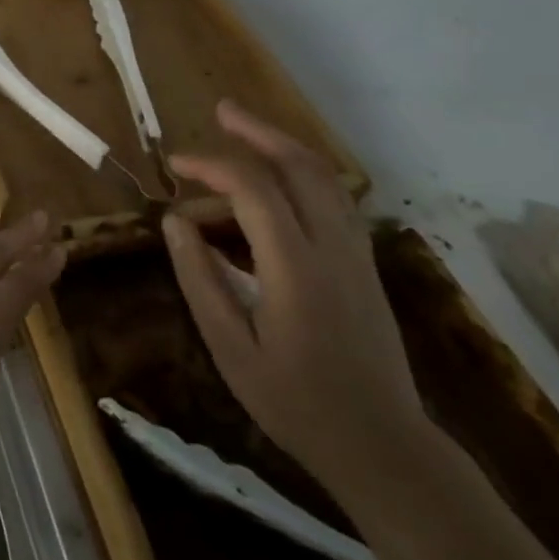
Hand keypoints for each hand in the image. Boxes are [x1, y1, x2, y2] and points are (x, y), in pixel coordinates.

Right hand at [162, 100, 427, 491]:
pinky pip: (335, 202)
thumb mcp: (230, 348)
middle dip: (260, 132)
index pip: (253, 190)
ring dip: (284, 148)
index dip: (210, 167)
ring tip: (244, 133)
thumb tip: (174, 221)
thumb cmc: (296, 403)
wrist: (385, 448)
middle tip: (222, 111)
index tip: (174, 166)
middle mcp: (334, 250)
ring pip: (326, 180)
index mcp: (297, 269)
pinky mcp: (365, 267)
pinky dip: (302, 175)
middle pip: (303, 167)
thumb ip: (200, 278)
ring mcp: (357, 257)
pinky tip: (275, 183)